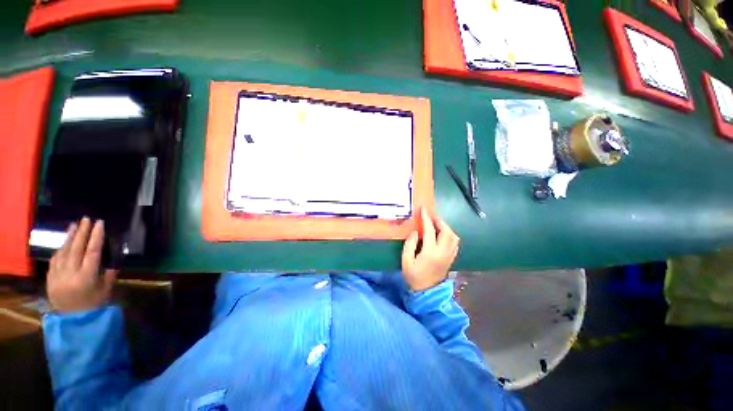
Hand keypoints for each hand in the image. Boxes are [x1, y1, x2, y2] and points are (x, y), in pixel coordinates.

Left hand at [47, 217, 117, 312]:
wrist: (73, 319)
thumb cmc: (94, 304)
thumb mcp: (105, 290)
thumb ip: (108, 274)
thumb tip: (111, 259)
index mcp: (86, 277)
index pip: (92, 252)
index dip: (96, 237)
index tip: (99, 224)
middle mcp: (70, 274)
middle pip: (76, 249)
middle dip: (81, 232)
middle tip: (86, 219)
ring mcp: (58, 275)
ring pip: (63, 252)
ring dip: (69, 237)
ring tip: (74, 225)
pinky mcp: (50, 277)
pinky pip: (55, 260)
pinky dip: (60, 249)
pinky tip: (64, 243)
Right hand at [401, 208, 459, 290]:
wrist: (426, 292)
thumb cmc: (413, 276)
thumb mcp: (406, 261)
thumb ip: (410, 244)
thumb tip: (416, 232)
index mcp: (430, 253)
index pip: (430, 231)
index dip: (426, 218)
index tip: (423, 209)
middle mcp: (443, 252)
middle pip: (447, 232)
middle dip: (439, 221)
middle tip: (431, 216)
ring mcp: (449, 256)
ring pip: (453, 236)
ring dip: (446, 227)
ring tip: (436, 224)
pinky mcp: (451, 258)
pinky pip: (454, 242)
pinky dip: (450, 234)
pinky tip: (442, 233)